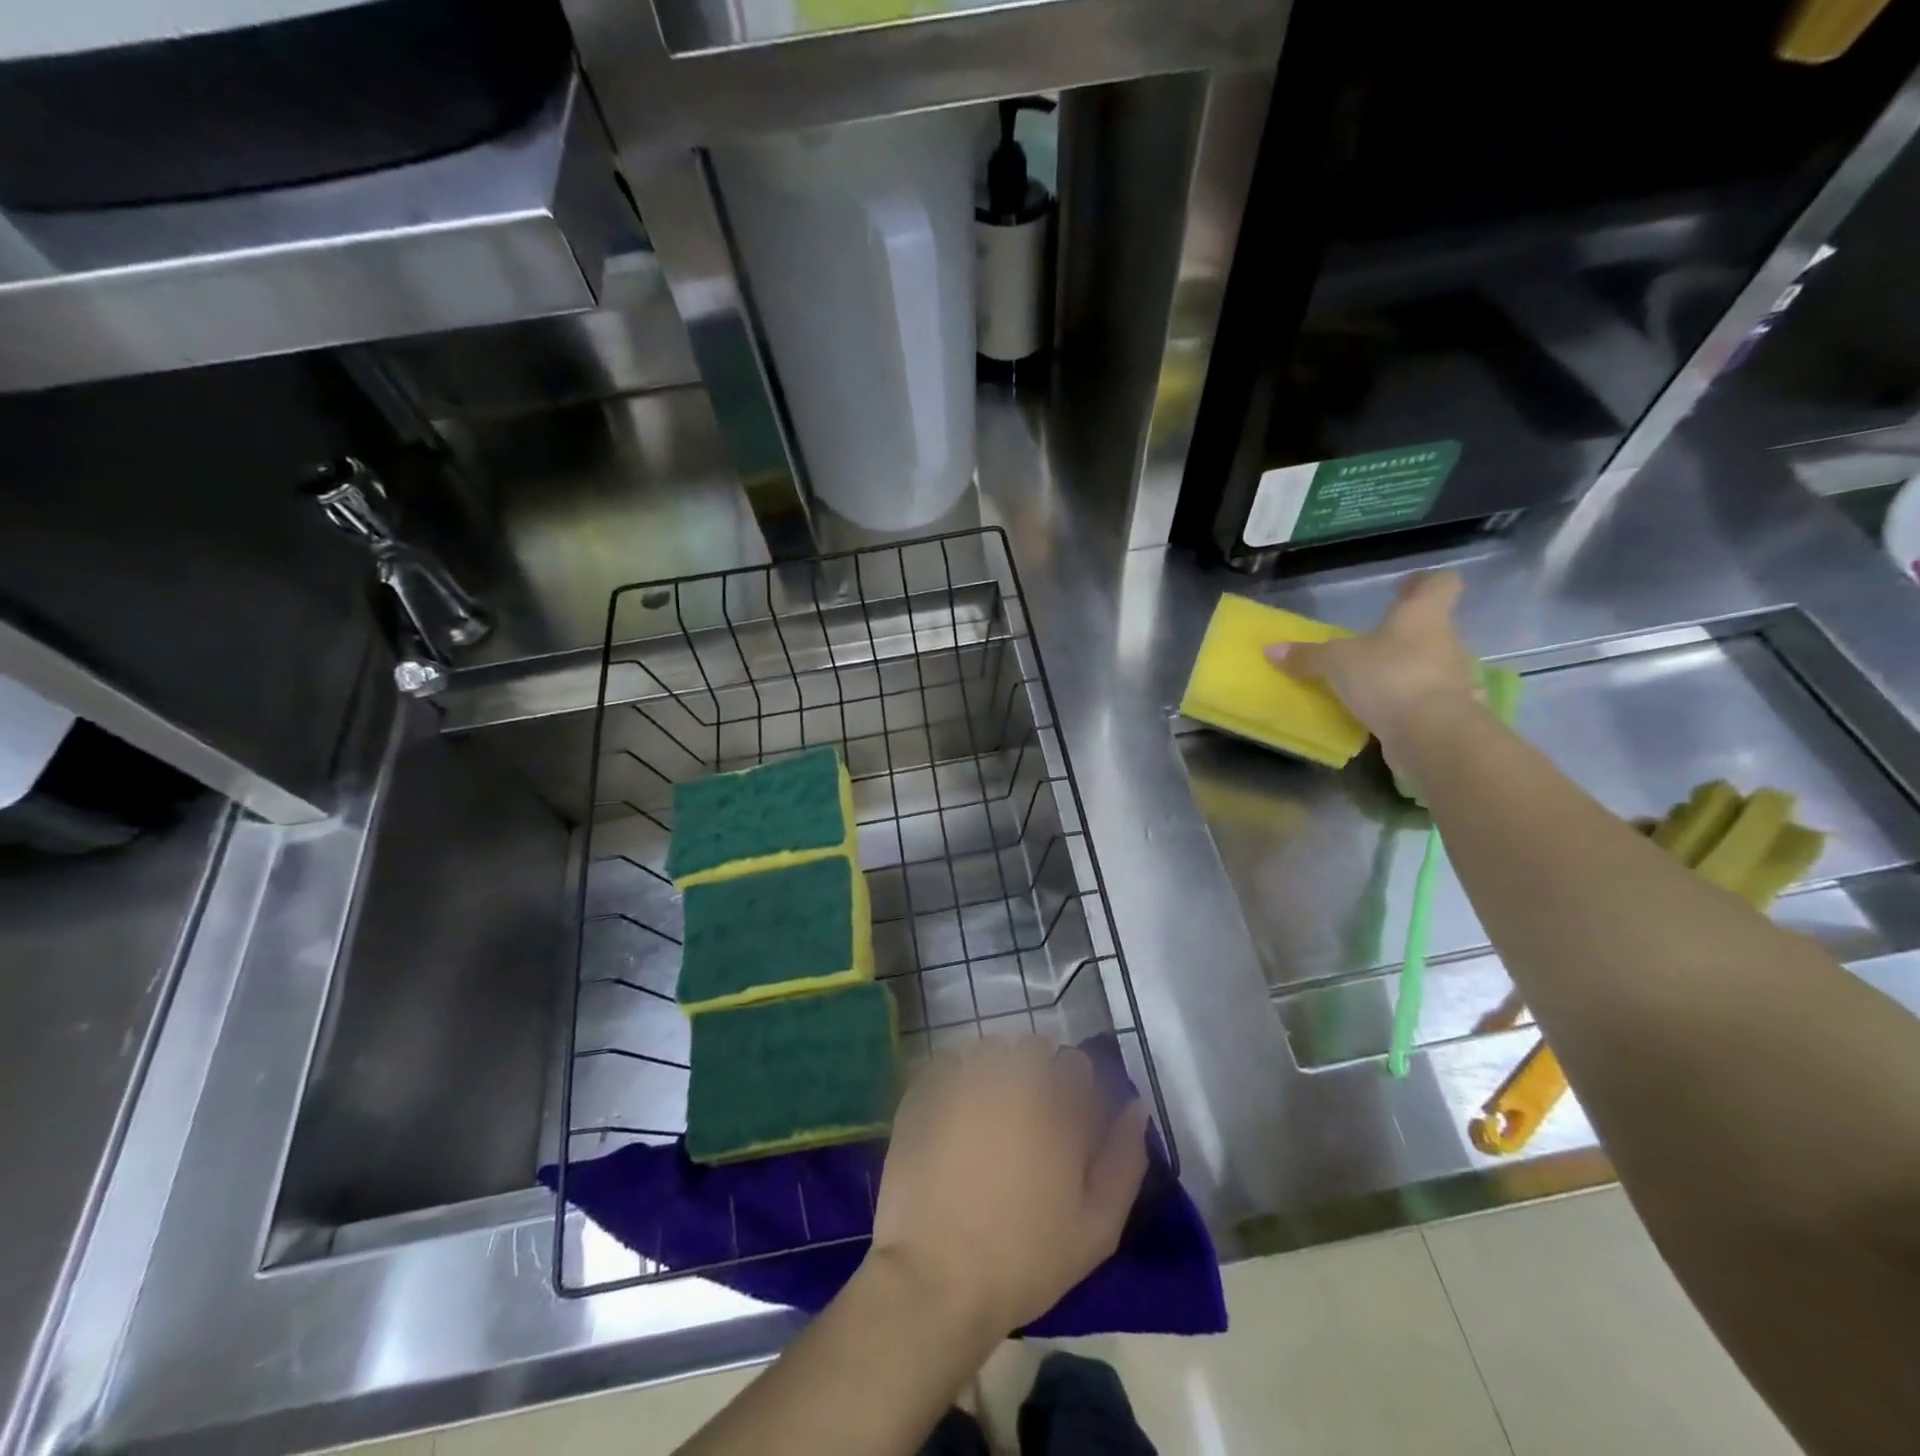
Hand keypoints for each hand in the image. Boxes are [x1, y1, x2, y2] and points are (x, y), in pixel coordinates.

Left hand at [868, 1037, 1149, 1336]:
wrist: (935, 1278)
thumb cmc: (1024, 1259)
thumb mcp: (1096, 1228)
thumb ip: (1125, 1160)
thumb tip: (1136, 1107)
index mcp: (1057, 1107)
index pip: (1077, 1064)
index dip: (1076, 1090)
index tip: (1068, 1121)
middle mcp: (1012, 1079)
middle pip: (1034, 1047)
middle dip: (1039, 1073)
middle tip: (1030, 1120)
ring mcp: (964, 1080)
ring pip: (991, 1048)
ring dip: (998, 1069)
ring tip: (991, 1113)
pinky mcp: (924, 1091)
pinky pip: (949, 1061)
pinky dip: (958, 1075)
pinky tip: (956, 1112)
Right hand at [1265, 570, 1477, 743]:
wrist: (1432, 734)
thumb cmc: (1388, 677)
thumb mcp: (1336, 663)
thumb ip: (1307, 656)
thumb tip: (1271, 650)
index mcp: (1423, 616)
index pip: (1440, 584)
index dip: (1423, 583)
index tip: (1403, 588)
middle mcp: (1445, 641)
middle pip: (1431, 627)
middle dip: (1404, 633)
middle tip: (1373, 642)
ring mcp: (1453, 679)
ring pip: (1429, 664)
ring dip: (1405, 670)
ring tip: (1372, 682)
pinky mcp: (1450, 712)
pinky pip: (1426, 700)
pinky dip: (1408, 703)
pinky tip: (1384, 713)